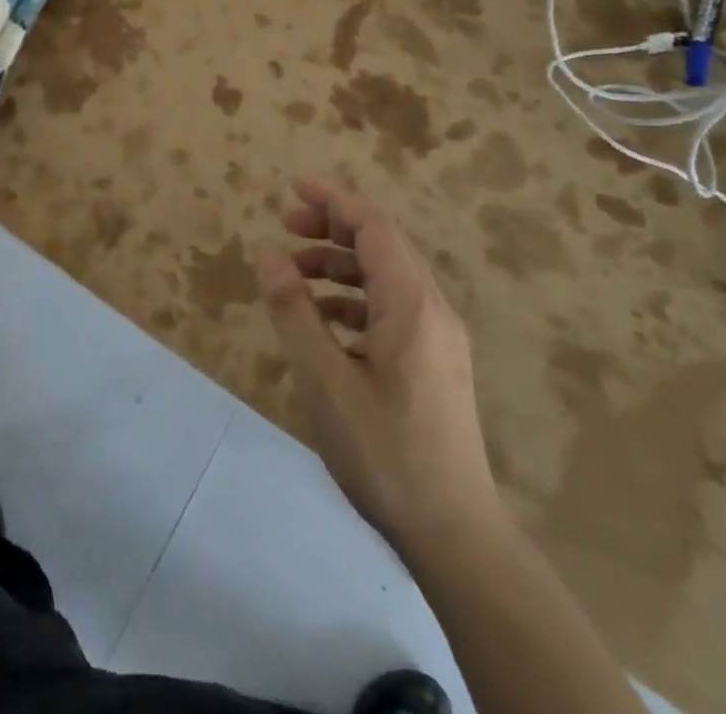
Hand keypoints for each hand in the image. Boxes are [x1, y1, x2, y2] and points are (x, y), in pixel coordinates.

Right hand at [258, 180, 499, 548]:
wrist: (455, 536)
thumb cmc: (385, 452)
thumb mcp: (325, 380)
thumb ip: (295, 312)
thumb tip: (270, 254)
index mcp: (412, 305)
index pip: (374, 227)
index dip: (333, 201)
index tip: (292, 188)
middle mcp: (432, 311)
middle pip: (383, 245)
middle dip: (332, 227)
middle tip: (285, 228)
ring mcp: (438, 339)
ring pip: (386, 277)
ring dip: (340, 265)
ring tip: (293, 276)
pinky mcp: (434, 364)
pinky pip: (391, 308)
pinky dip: (353, 298)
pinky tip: (323, 321)